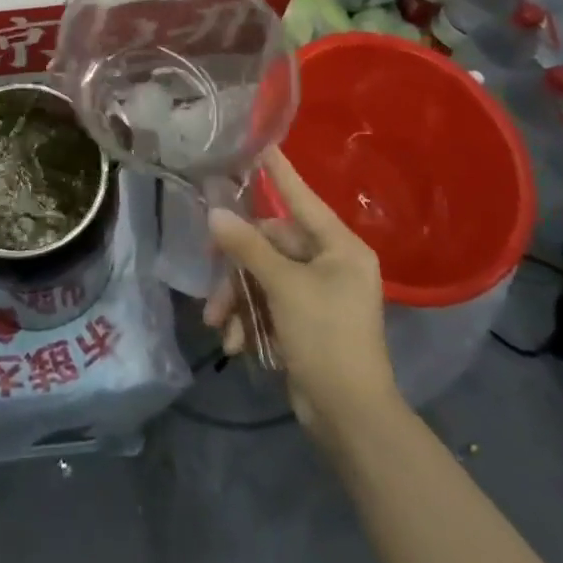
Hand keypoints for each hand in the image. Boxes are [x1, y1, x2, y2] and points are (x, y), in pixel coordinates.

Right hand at [204, 148, 402, 446]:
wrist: (350, 418)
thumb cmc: (326, 339)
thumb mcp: (284, 288)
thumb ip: (248, 247)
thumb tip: (215, 213)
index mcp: (339, 247)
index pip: (302, 197)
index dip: (279, 172)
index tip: (260, 144)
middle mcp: (330, 263)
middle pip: (271, 244)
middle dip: (238, 267)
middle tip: (212, 279)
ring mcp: (317, 293)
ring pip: (263, 276)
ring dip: (238, 298)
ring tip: (218, 324)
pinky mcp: (304, 320)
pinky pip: (267, 303)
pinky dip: (248, 319)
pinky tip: (234, 343)